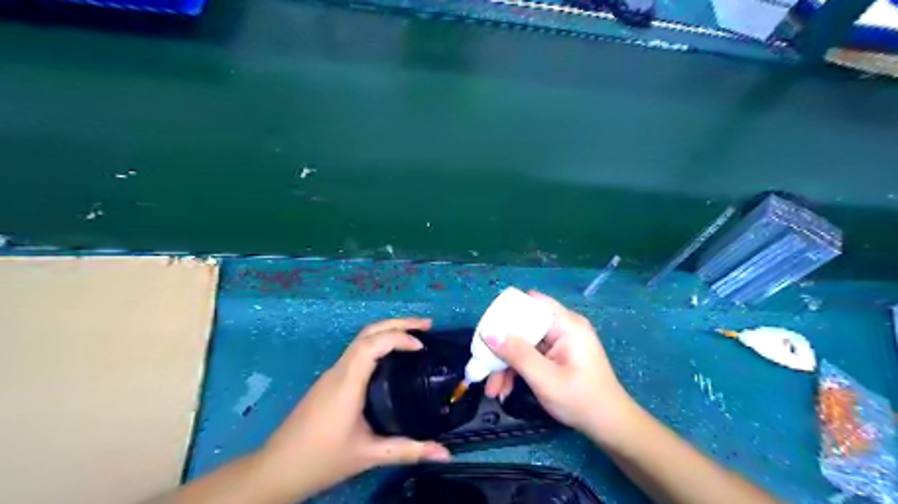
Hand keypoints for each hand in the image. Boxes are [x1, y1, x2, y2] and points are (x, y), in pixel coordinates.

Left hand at [254, 318, 448, 501]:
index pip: (372, 344)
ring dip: (388, 331)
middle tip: (427, 325)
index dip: (399, 337)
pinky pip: (358, 351)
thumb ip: (407, 451)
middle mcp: (339, 370)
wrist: (277, 469)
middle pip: (368, 332)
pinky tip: (393, 357)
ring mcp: (333, 373)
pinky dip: (379, 344)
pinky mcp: (331, 380)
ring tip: (415, 336)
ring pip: (362, 339)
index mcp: (347, 382)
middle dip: (398, 323)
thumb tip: (445, 454)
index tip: (422, 347)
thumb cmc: (321, 459)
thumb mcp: (368, 455)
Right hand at [484, 292, 636, 441]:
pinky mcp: (556, 355)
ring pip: (523, 342)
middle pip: (523, 325)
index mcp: (566, 324)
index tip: (487, 332)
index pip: (531, 303)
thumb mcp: (545, 379)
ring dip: (506, 363)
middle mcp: (563, 327)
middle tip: (484, 366)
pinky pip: (530, 354)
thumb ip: (517, 354)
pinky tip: (505, 389)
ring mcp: (560, 342)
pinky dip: (517, 369)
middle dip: (502, 347)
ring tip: (493, 390)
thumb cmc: (581, 400)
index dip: (507, 313)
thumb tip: (488, 332)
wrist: (610, 427)